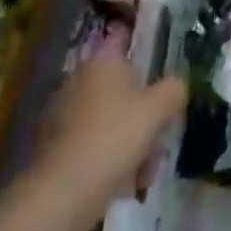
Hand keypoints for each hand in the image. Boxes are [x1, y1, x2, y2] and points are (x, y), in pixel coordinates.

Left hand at [28, 52, 185, 209]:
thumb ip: (174, 89)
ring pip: (111, 119)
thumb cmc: (115, 137)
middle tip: (161, 132)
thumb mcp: (159, 108)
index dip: (142, 45)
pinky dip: (111, 158)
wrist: (63, 192)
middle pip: (122, 87)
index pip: (123, 38)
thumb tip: (175, 86)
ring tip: (146, 168)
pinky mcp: (55, 147)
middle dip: (144, 110)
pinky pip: (94, 143)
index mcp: (102, 63)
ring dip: (132, 139)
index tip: (161, 64)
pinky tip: (126, 181)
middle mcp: (79, 81)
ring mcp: (63, 115)